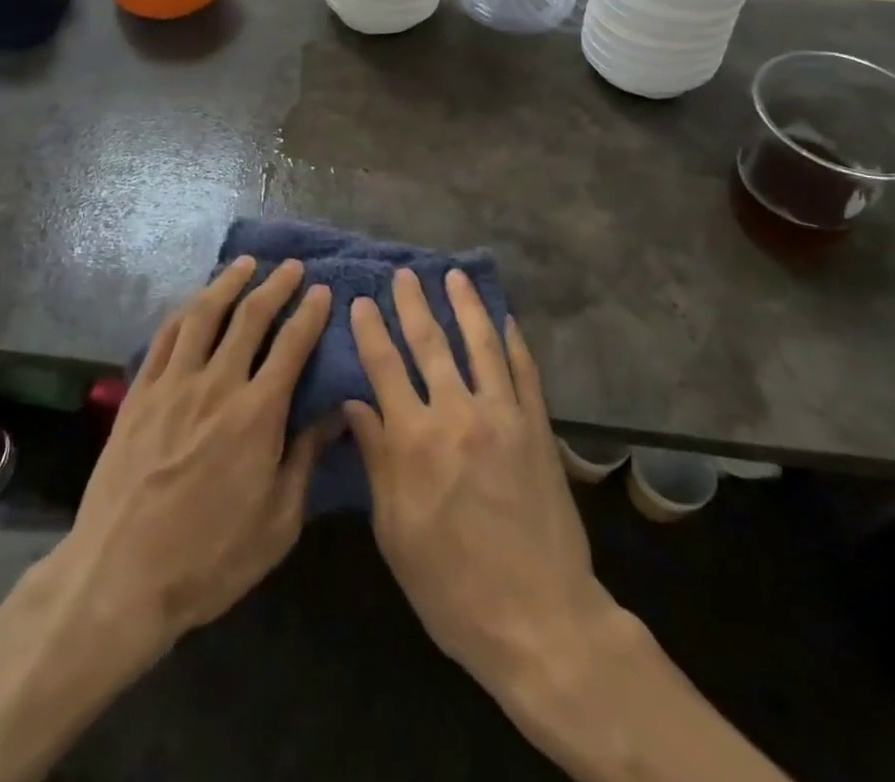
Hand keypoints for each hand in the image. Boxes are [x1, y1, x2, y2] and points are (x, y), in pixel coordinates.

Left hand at [58, 257, 333, 650]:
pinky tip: (195, 303)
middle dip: (274, 286)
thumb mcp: (277, 522)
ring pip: (204, 315)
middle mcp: (217, 385)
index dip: (309, 313)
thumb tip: (336, 412)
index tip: (322, 290)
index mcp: (257, 414)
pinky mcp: (139, 393)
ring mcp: (173, 384)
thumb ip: (306, 458)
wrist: (121, 575)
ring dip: (228, 284)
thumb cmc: (210, 558)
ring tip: (244, 264)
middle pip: (250, 317)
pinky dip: (185, 311)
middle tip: (290, 266)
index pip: (291, 346)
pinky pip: (165, 337)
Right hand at [344, 270, 620, 692]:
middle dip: (413, 304)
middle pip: (430, 344)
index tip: (360, 301)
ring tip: (454, 276)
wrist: (540, 620)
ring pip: (481, 344)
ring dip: (466, 306)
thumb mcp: (395, 532)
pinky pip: (525, 372)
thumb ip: (377, 460)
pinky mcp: (538, 428)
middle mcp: (458, 414)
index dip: (370, 331)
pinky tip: (505, 320)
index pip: (385, 367)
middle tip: (404, 273)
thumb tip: (355, 404)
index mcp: (415, 440)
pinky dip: (513, 341)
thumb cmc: (452, 586)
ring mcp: (504, 416)